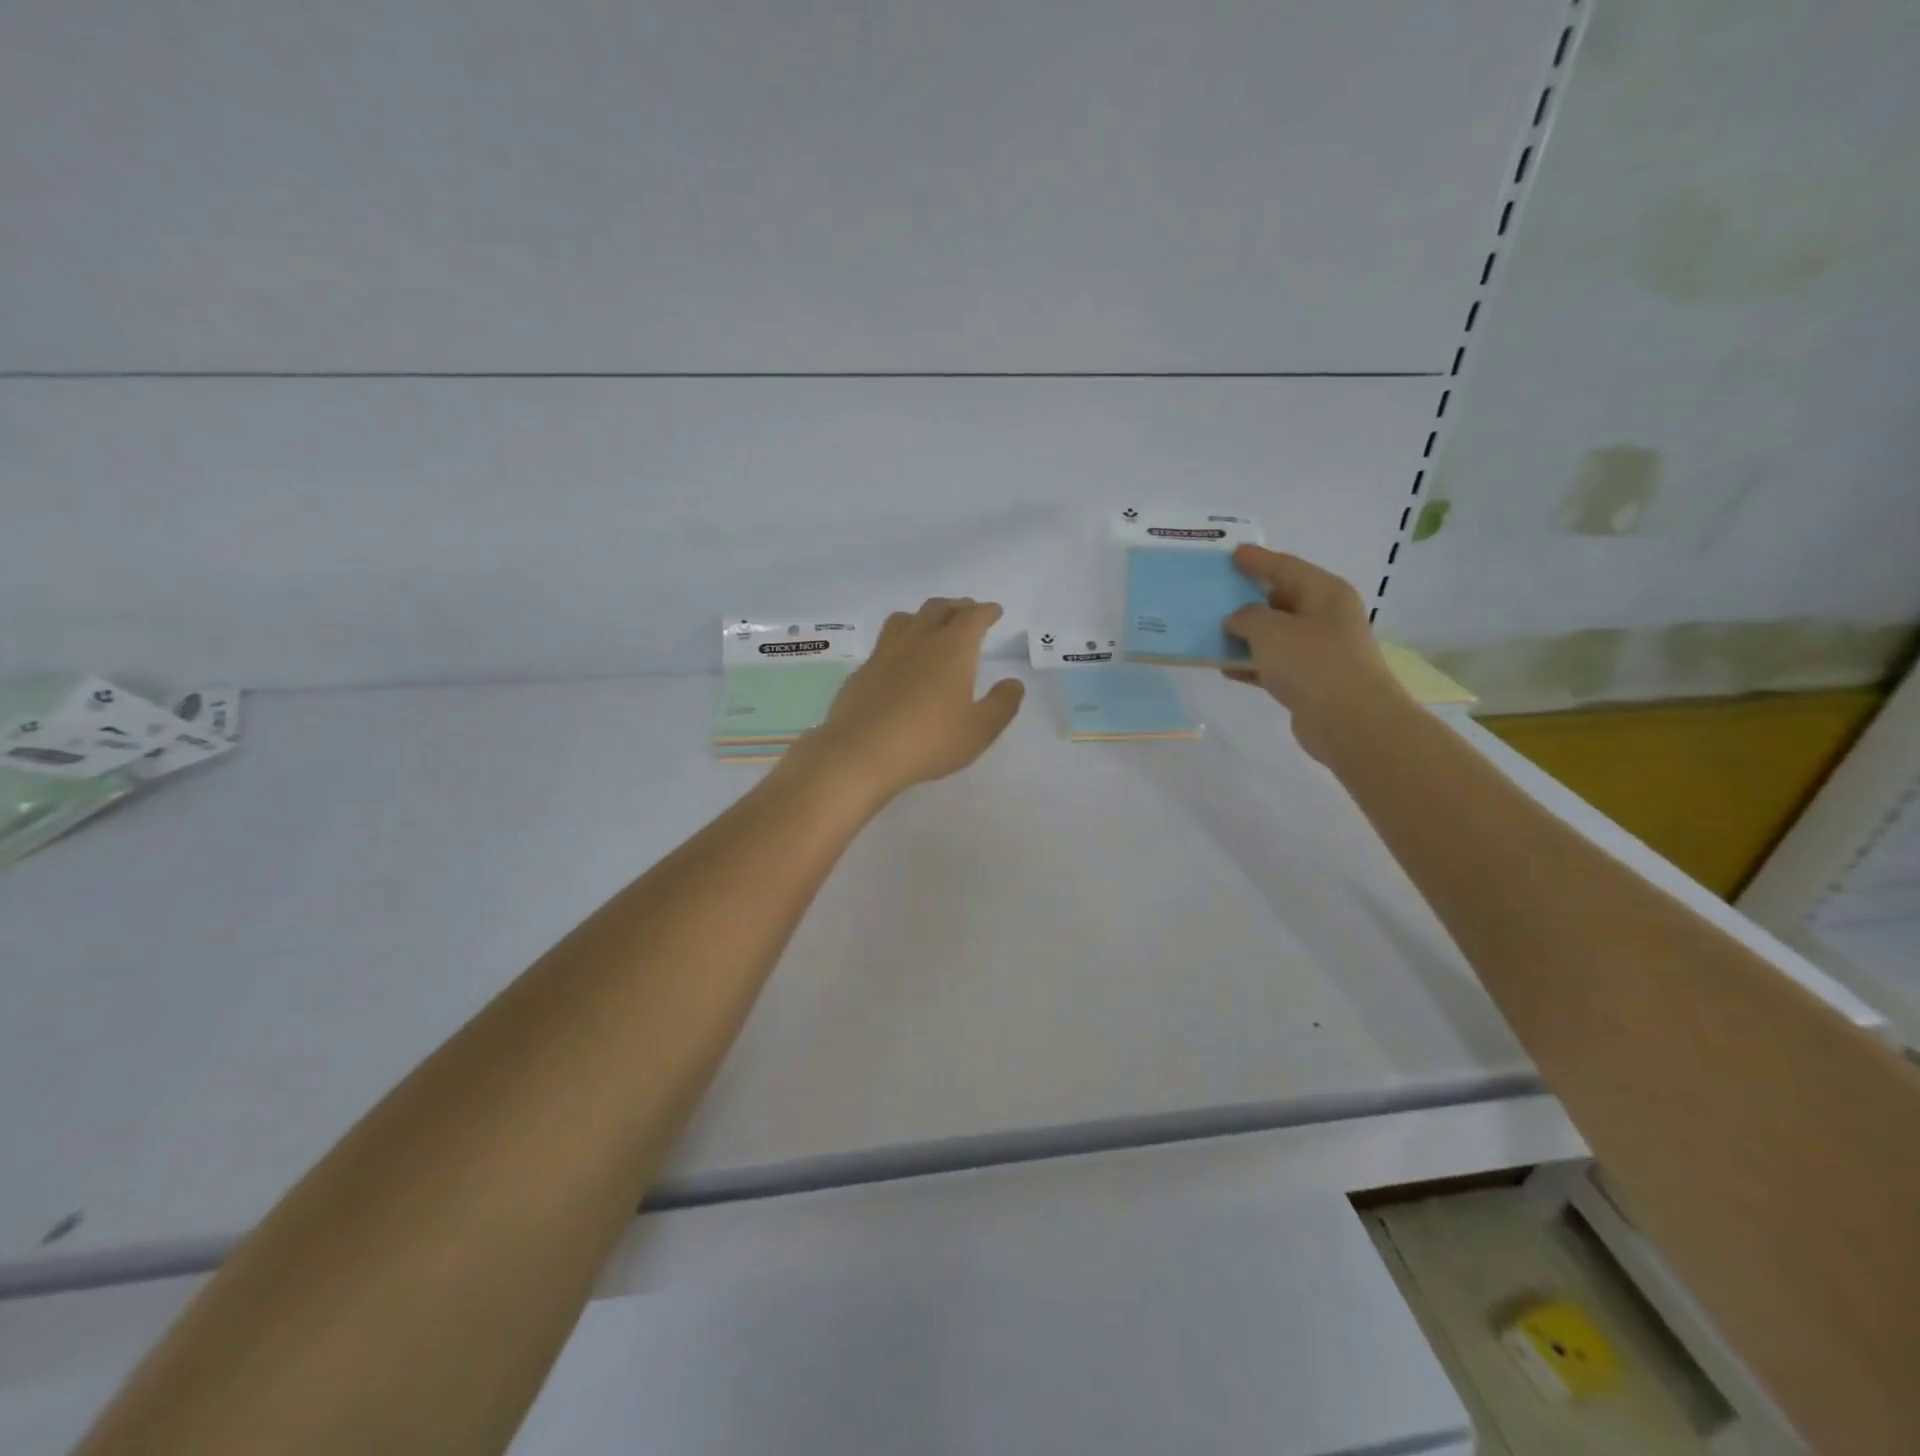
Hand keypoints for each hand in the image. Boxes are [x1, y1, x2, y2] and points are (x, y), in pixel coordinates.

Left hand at [792, 598, 1024, 803]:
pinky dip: (901, 640)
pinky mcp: (864, 669)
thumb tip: (1013, 683)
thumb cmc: (929, 740)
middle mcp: (919, 639)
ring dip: (925, 615)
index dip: (986, 611)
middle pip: (939, 608)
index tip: (994, 612)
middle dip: (958, 607)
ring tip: (932, 625)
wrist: (861, 752)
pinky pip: (886, 641)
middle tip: (967, 613)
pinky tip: (901, 659)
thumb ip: (1002, 704)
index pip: (973, 616)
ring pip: (907, 618)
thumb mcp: (979, 730)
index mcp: (953, 648)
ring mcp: (886, 651)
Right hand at [1221, 546, 1410, 761]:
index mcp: (1325, 593)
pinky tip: (1225, 667)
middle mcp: (1326, 617)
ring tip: (1212, 630)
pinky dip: (1251, 663)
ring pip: (1275, 634)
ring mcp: (1320, 650)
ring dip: (1246, 634)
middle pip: (1281, 599)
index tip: (1233, 553)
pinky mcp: (1310, 681)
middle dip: (1249, 597)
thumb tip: (1238, 619)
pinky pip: (1273, 664)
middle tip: (1217, 591)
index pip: (1285, 566)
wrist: (1350, 721)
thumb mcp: (1270, 630)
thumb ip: (1246, 617)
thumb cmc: (1313, 664)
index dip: (1258, 559)